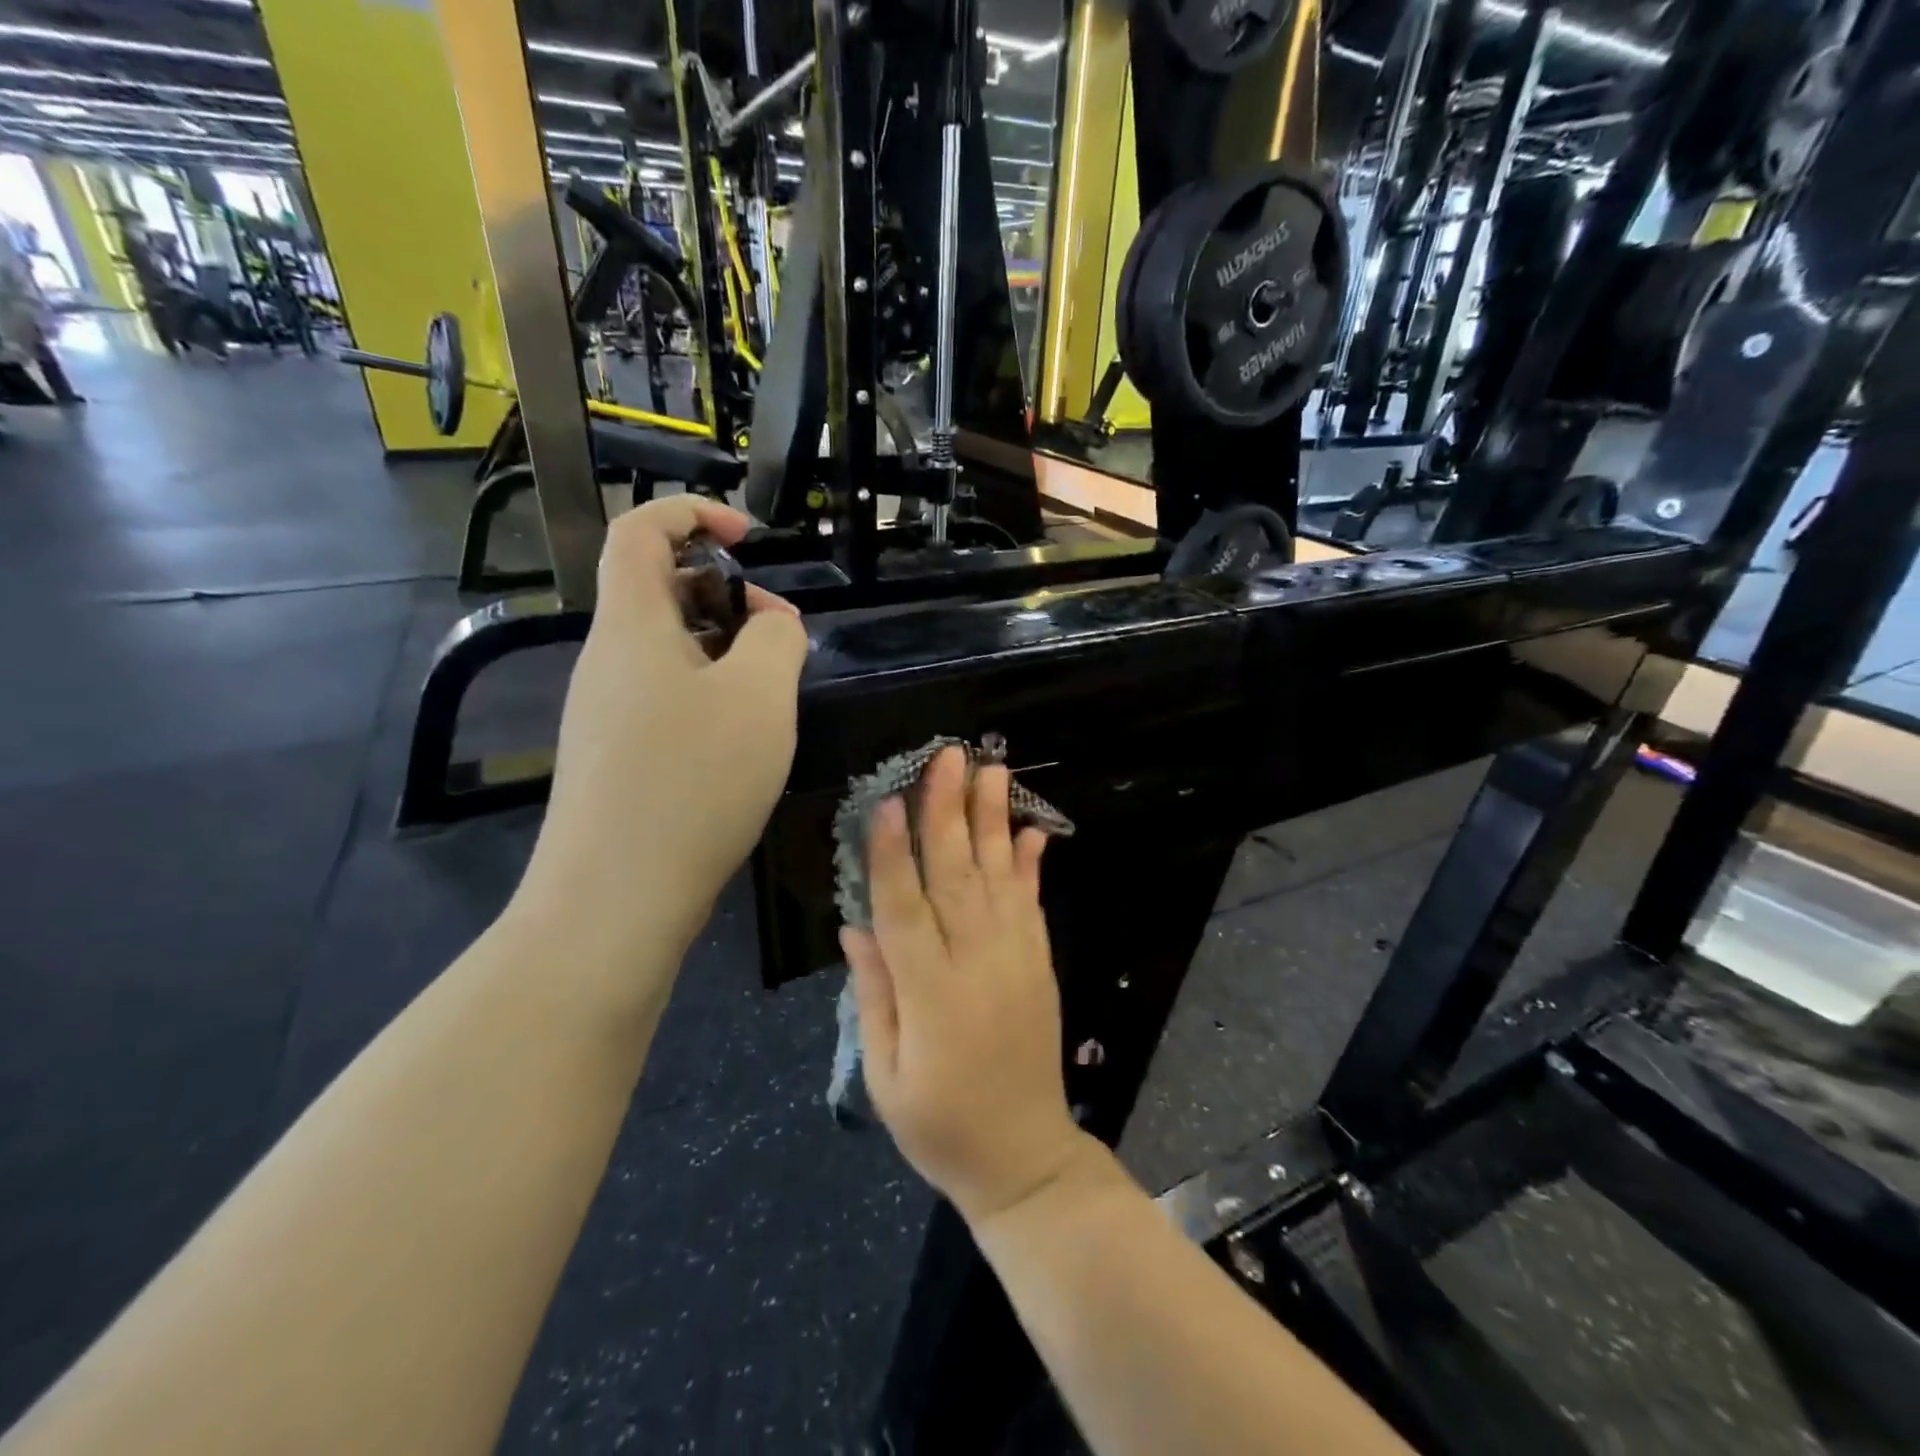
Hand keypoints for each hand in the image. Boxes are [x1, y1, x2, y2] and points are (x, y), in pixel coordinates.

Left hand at [513, 497, 809, 973]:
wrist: (615, 898)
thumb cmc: (692, 781)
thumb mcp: (760, 697)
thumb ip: (777, 639)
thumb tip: (772, 624)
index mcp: (631, 625)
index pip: (639, 530)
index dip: (691, 512)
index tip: (748, 536)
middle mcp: (607, 659)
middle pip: (656, 590)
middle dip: (724, 591)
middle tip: (780, 632)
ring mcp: (606, 711)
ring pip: (666, 648)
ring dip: (722, 647)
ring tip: (772, 688)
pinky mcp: (616, 755)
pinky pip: (664, 695)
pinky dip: (707, 691)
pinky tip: (742, 737)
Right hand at [841, 748, 1097, 1226]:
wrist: (1024, 1158)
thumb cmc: (939, 1125)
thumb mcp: (885, 1075)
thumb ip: (874, 995)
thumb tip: (855, 926)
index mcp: (931, 994)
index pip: (906, 909)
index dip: (895, 854)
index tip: (889, 801)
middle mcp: (978, 964)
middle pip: (958, 876)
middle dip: (949, 812)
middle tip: (948, 757)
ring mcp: (1017, 960)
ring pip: (999, 878)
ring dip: (992, 820)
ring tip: (990, 771)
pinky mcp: (1040, 964)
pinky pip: (1032, 905)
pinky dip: (1030, 864)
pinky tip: (1029, 829)